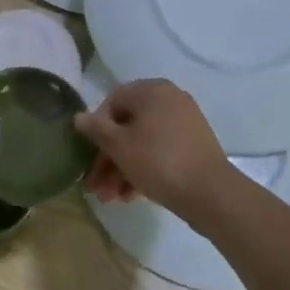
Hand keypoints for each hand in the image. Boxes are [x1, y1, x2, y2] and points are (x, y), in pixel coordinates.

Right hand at [76, 79, 231, 218]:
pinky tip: (130, 196)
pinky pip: (160, 153)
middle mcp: (169, 100)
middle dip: (108, 158)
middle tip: (95, 186)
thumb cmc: (159, 161)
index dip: (96, 129)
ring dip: (122, 169)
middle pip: (128, 126)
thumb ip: (96, 130)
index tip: (88, 155)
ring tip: (110, 199)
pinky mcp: (193, 147)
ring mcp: (184, 124)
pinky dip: (143, 170)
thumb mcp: (120, 146)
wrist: (212, 195)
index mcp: (152, 90)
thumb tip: (78, 117)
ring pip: (143, 143)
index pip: (113, 101)